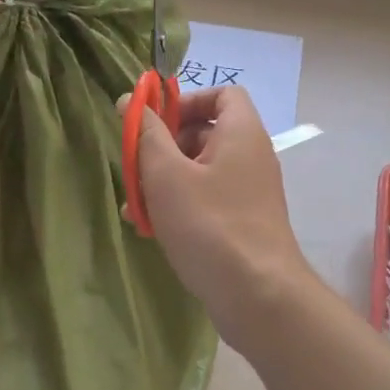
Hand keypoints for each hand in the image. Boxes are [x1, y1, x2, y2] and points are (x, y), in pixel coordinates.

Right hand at [120, 86, 313, 352]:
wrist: (259, 296)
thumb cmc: (210, 225)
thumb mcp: (166, 175)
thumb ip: (146, 134)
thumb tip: (130, 99)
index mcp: (241, 133)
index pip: (222, 93)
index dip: (187, 100)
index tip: (156, 123)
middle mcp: (251, 156)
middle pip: (206, 132)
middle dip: (165, 146)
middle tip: (137, 167)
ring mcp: (250, 192)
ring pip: (201, 171)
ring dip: (164, 181)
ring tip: (134, 205)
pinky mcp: (243, 222)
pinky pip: (208, 200)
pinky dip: (180, 206)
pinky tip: (150, 229)